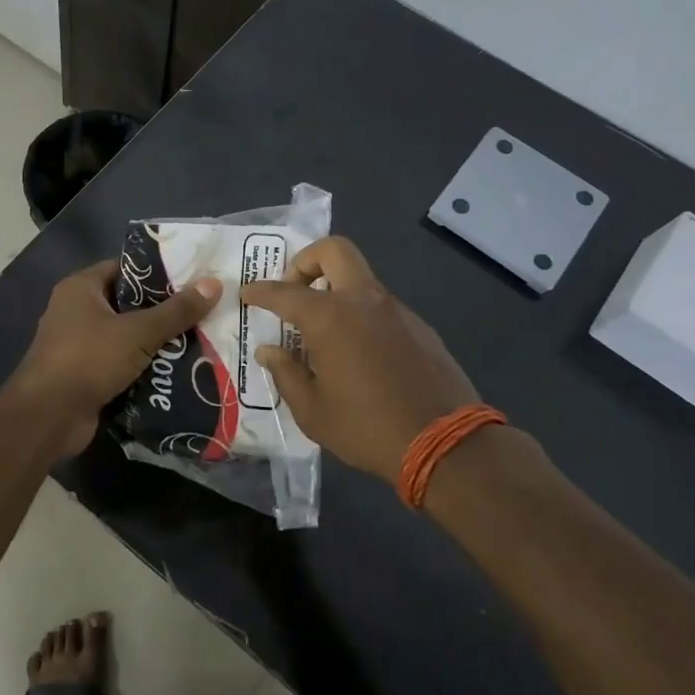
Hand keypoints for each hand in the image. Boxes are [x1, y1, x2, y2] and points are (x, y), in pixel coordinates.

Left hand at [8, 260, 222, 457]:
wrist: (48, 417)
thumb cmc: (88, 359)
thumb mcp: (138, 332)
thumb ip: (176, 310)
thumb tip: (214, 283)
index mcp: (81, 288)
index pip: (125, 269)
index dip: (158, 273)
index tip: (193, 279)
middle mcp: (76, 311)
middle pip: (128, 304)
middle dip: (163, 311)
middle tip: (203, 312)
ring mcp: (78, 345)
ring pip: (126, 337)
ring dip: (156, 343)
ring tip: (199, 340)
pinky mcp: (85, 375)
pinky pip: (120, 364)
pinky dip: (143, 368)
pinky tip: (177, 371)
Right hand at [242, 237, 480, 485]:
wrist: (447, 444)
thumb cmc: (367, 427)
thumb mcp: (312, 411)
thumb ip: (286, 373)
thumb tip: (270, 351)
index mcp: (330, 317)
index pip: (284, 292)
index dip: (261, 291)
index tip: (248, 294)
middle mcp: (363, 300)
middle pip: (334, 250)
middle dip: (307, 261)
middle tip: (295, 291)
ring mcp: (396, 310)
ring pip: (360, 278)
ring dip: (336, 290)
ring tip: (324, 332)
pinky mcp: (419, 326)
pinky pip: (380, 305)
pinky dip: (360, 314)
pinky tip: (359, 353)